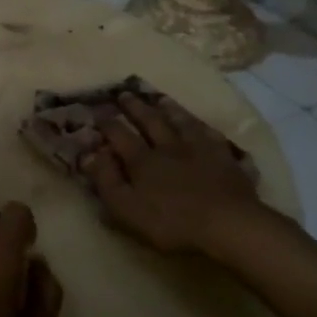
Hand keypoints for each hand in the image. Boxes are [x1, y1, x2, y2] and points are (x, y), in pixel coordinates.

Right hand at [80, 93, 263, 253]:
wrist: (227, 223)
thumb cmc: (171, 222)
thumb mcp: (126, 208)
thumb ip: (106, 180)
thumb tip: (89, 154)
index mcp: (142, 160)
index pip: (120, 135)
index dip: (107, 124)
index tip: (98, 112)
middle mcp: (169, 146)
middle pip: (150, 121)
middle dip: (135, 107)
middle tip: (125, 93)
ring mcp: (199, 149)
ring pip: (181, 122)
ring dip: (169, 109)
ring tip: (160, 98)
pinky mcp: (225, 158)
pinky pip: (211, 134)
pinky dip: (202, 126)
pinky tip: (200, 123)